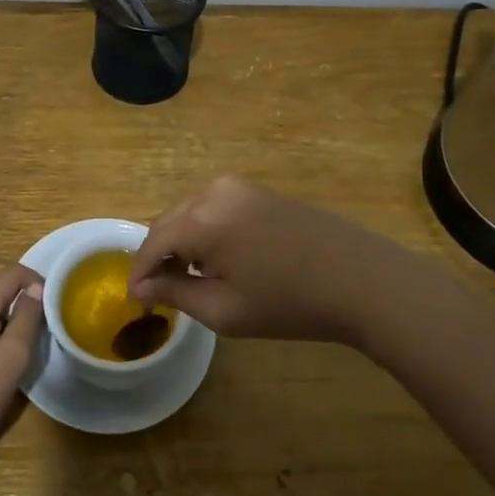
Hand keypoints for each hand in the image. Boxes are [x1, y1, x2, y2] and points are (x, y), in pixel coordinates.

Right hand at [128, 177, 442, 347]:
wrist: (360, 279)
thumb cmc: (289, 302)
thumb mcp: (224, 309)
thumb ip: (176, 292)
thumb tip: (142, 287)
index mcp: (201, 219)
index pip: (153, 243)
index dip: (140, 273)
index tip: (134, 300)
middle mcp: (212, 191)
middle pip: (168, 222)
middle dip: (158, 255)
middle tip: (156, 292)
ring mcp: (237, 186)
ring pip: (189, 213)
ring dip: (180, 242)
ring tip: (184, 278)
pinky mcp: (257, 190)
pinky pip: (212, 208)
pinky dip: (203, 231)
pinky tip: (215, 260)